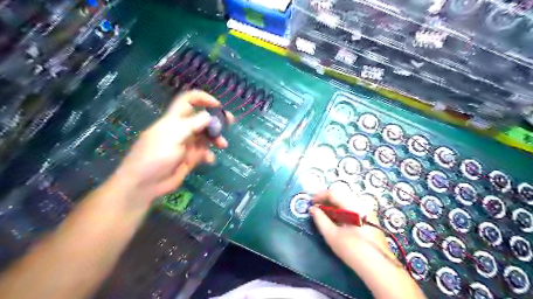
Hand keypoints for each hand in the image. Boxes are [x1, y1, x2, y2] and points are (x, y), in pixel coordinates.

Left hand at [111, 90, 230, 208]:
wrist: (144, 184)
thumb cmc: (154, 157)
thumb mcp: (172, 137)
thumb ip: (191, 125)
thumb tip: (209, 115)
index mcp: (174, 120)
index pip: (188, 101)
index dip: (202, 99)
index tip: (217, 105)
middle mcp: (182, 130)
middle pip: (202, 119)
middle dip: (216, 119)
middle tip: (230, 121)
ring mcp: (187, 144)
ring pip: (206, 136)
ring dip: (216, 138)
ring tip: (223, 145)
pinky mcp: (190, 158)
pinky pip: (204, 152)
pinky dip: (208, 155)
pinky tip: (209, 160)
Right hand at [309, 190, 394, 269]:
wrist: (379, 267)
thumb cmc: (353, 251)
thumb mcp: (332, 236)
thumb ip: (320, 219)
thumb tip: (312, 208)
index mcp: (354, 206)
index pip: (334, 193)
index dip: (320, 195)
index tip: (310, 201)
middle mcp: (362, 203)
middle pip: (341, 193)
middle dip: (326, 198)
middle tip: (316, 206)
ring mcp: (367, 209)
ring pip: (347, 198)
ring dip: (333, 202)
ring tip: (324, 211)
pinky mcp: (369, 216)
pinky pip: (352, 205)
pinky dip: (341, 207)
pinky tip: (336, 217)